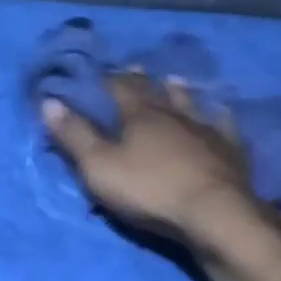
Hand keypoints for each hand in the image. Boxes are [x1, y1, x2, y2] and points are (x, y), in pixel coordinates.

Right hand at [40, 73, 276, 247]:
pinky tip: (221, 113)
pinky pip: (224, 126)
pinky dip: (219, 117)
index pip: (119, 88)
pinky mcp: (231, 151)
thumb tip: (49, 101)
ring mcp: (206, 130)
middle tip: (135, 67)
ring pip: (191, 103)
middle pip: (155, 91)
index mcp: (140, 115)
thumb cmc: (150, 190)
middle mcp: (174, 114)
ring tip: (174, 80)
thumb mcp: (99, 167)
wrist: (214, 213)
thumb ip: (75, 135)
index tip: (99, 72)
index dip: (107, 79)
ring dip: (180, 91)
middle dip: (141, 80)